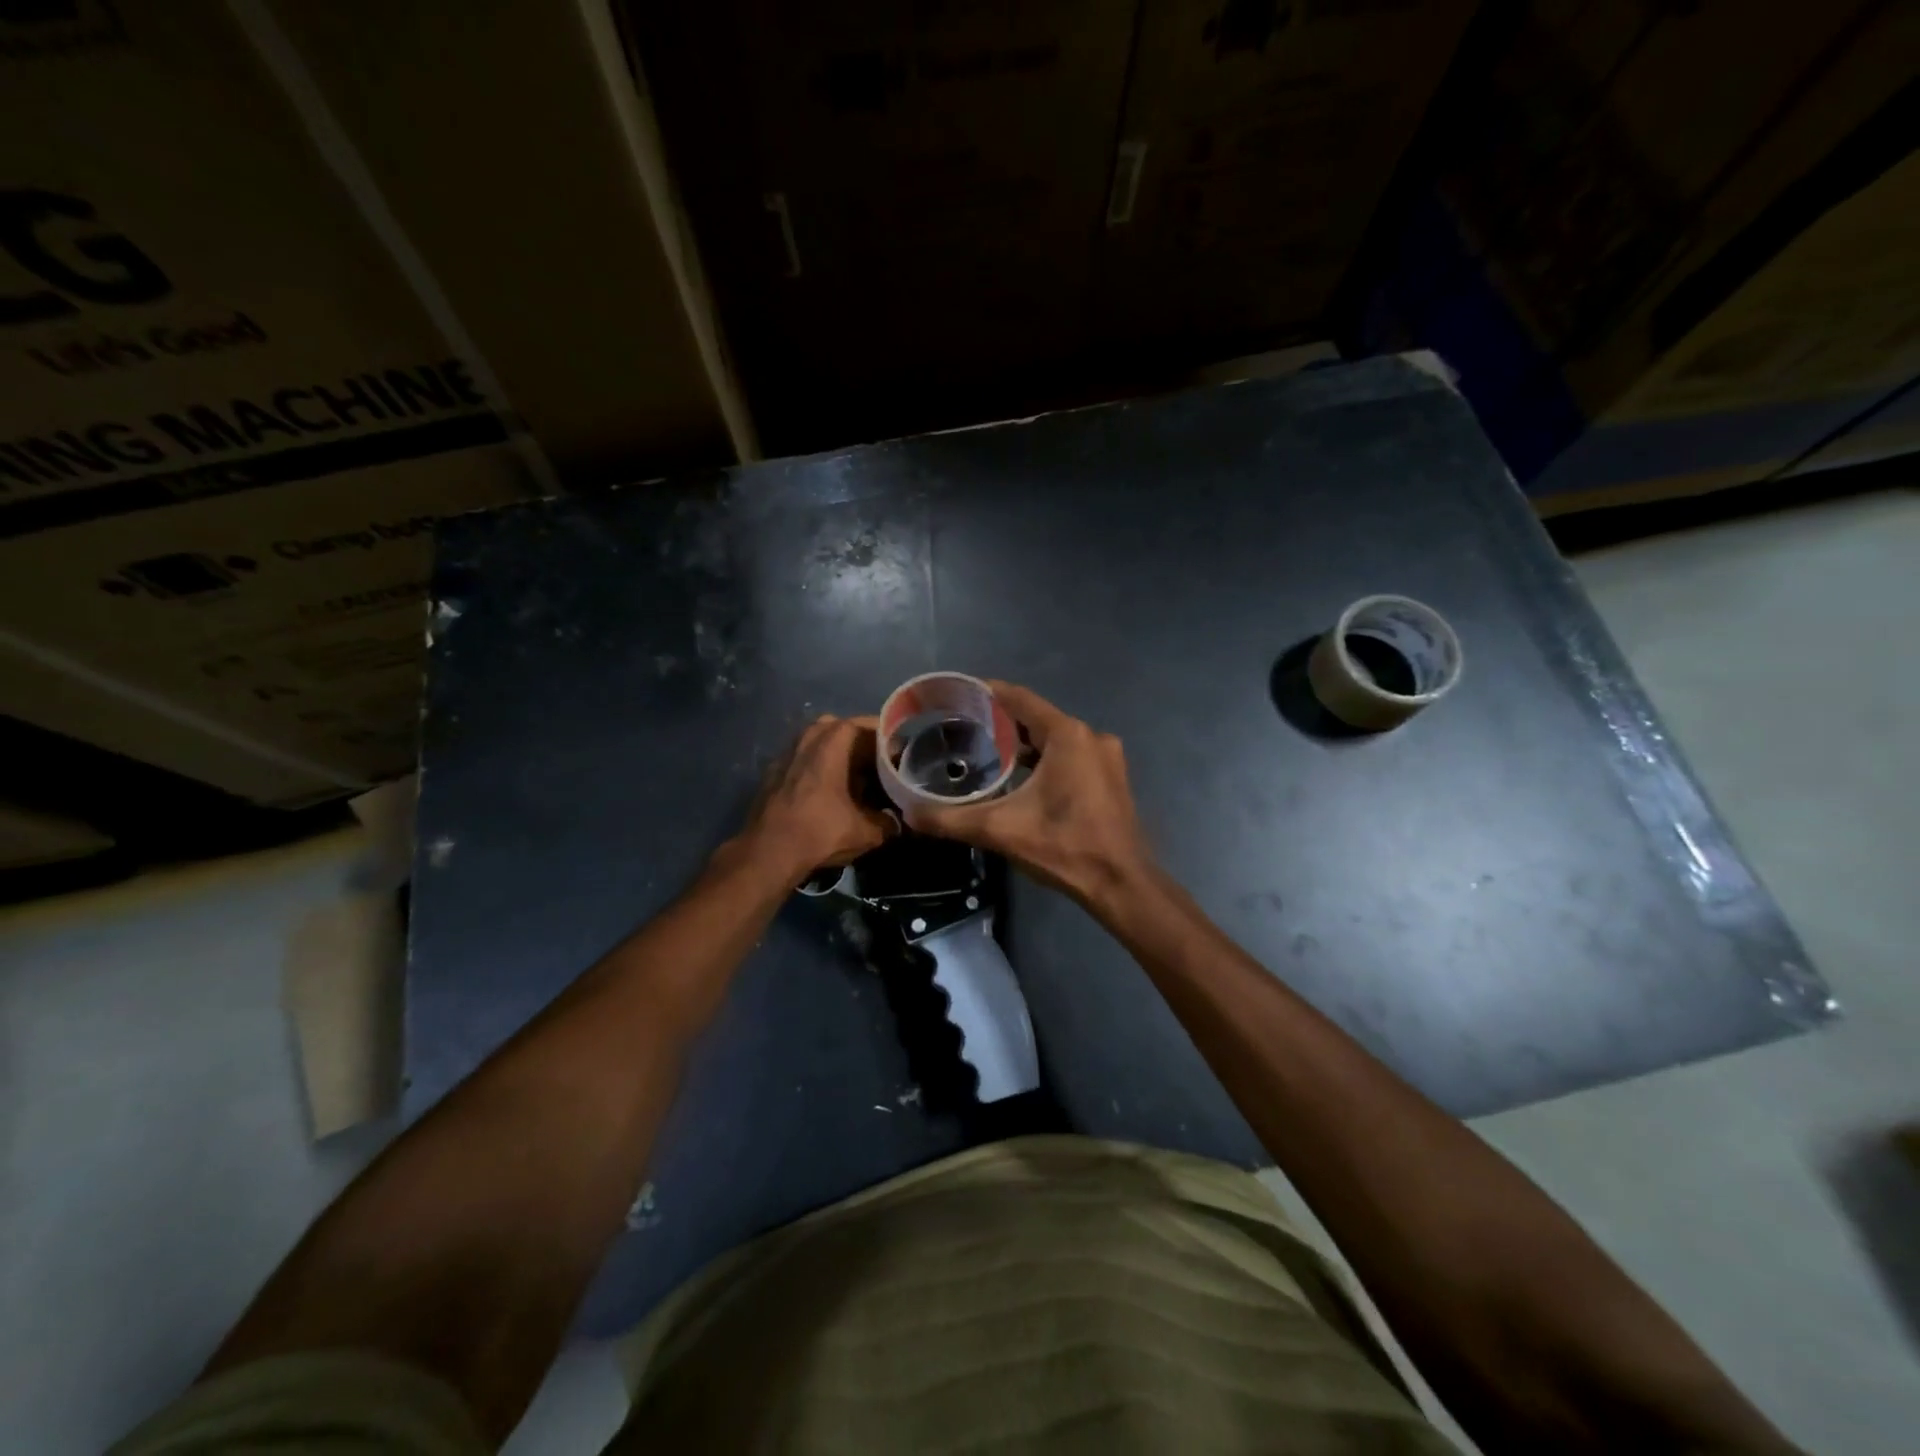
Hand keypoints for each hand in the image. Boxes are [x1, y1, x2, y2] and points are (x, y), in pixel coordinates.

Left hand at [740, 714, 896, 885]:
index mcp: (833, 741)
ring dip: (837, 753)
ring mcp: (786, 752)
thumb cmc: (820, 832)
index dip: (888, 739)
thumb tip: (896, 822)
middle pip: (842, 728)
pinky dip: (816, 766)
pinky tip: (825, 790)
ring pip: (818, 741)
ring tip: (853, 776)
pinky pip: (802, 758)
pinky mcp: (772, 771)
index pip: (868, 725)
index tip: (901, 755)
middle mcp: (808, 737)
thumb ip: (888, 823)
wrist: (766, 853)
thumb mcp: (866, 832)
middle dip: (861, 742)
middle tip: (878, 763)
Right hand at [904, 682, 1152, 904]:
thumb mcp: (1000, 830)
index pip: (1019, 698)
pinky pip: (1072, 755)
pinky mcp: (1112, 778)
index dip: (988, 693)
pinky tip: (1023, 778)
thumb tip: (909, 814)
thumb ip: (950, 819)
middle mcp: (1091, 736)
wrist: (1121, 884)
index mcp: (1068, 735)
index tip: (959, 695)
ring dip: (1026, 743)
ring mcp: (1107, 757)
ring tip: (990, 753)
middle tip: (966, 729)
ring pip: (1057, 738)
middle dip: (1003, 721)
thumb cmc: (1063, 847)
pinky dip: (1047, 759)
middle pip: (1038, 717)